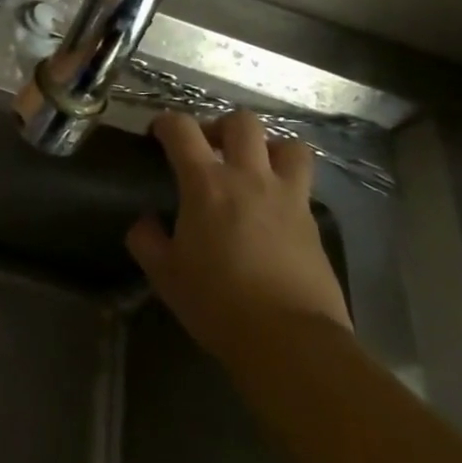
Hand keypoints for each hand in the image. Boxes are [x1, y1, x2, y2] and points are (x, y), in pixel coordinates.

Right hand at [125, 112, 350, 360]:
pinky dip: (285, 185)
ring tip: (252, 168)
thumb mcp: (164, 273)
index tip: (158, 135)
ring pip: (289, 146)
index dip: (166, 123)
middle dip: (221, 126)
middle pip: (242, 123)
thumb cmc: (217, 302)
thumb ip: (147, 239)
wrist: (289, 340)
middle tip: (208, 148)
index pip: (182, 129)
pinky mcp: (314, 224)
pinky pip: (302, 186)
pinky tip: (270, 210)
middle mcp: (249, 178)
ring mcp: (288, 199)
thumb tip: (147, 222)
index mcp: (206, 184)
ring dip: (268, 147)